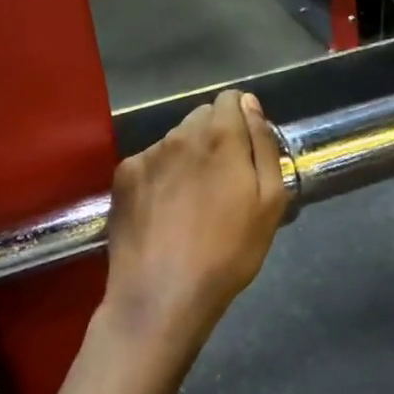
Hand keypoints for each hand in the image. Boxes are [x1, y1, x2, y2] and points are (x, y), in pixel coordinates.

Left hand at [103, 89, 288, 346]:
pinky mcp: (122, 177)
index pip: (231, 99)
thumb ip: (264, 145)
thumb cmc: (228, 254)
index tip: (246, 153)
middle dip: (215, 138)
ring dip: (187, 157)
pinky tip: (164, 211)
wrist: (162, 295)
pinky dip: (160, 176)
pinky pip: (149, 162)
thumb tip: (250, 105)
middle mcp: (180, 134)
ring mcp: (147, 154)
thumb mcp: (270, 203)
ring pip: (175, 140)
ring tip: (191, 202)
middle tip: (222, 182)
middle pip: (201, 117)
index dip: (242, 121)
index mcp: (220, 136)